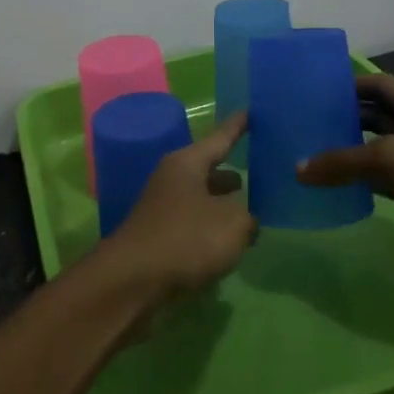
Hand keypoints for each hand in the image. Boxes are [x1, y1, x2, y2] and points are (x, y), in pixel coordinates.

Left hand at [91, 112, 257, 304]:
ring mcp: (162, 209)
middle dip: (232, 173)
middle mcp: (172, 179)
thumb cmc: (186, 240)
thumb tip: (247, 219)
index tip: (251, 111)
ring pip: (201, 199)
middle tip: (261, 173)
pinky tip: (228, 244)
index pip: (220, 138)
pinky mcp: (159, 237)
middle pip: (209, 170)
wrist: (132, 282)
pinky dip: (211, 229)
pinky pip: (193, 224)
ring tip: (251, 211)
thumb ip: (249, 217)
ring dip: (223, 205)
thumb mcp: (233, 224)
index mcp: (188, 164)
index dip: (238, 127)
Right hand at [297, 72, 393, 267]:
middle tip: (305, 125)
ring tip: (312, 154)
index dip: (346, 84)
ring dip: (351, 151)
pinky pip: (385, 178)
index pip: (375, 84)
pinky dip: (363, 180)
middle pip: (375, 114)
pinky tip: (337, 187)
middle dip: (344, 118)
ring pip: (378, 148)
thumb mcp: (389, 159)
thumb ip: (342, 162)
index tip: (312, 91)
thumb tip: (298, 168)